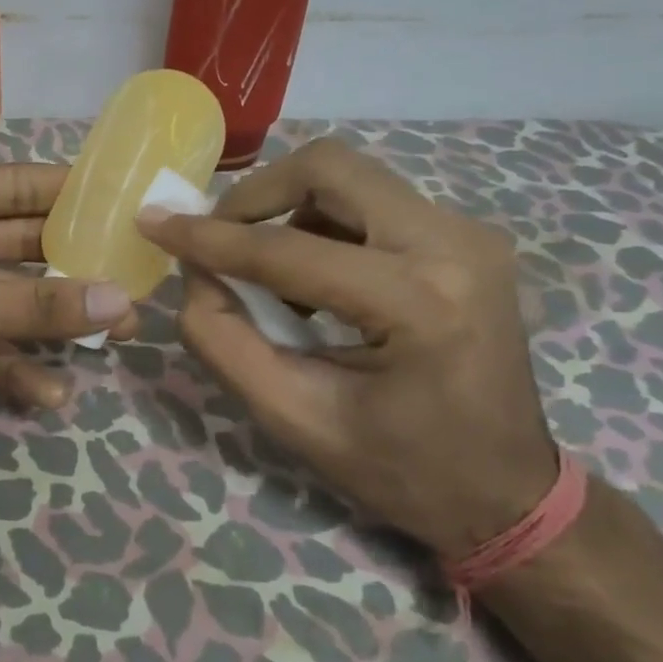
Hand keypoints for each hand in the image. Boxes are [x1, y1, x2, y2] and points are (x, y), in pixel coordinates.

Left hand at [0, 164, 136, 480]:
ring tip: (114, 340)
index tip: (129, 202)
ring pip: (5, 300)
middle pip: (16, 246)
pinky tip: (49, 395)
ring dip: (51, 322)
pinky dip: (11, 366)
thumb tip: (117, 300)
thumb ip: (26, 307)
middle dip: (71, 268)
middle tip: (135, 282)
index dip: (70, 193)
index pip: (11, 187)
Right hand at [137, 138, 556, 558]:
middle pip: (330, 169)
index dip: (210, 237)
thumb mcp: (295, 418)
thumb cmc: (402, 470)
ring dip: (288, 208)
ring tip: (265, 270)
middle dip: (256, 195)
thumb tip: (194, 274)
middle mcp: (453, 245)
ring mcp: (468, 234)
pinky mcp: (465, 236)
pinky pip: (372, 200)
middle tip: (216, 236)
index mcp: (419, 304)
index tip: (154, 223)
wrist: (508, 493)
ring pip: (350, 177)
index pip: (289, 249)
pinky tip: (311, 277)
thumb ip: (225, 341)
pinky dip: (323, 223)